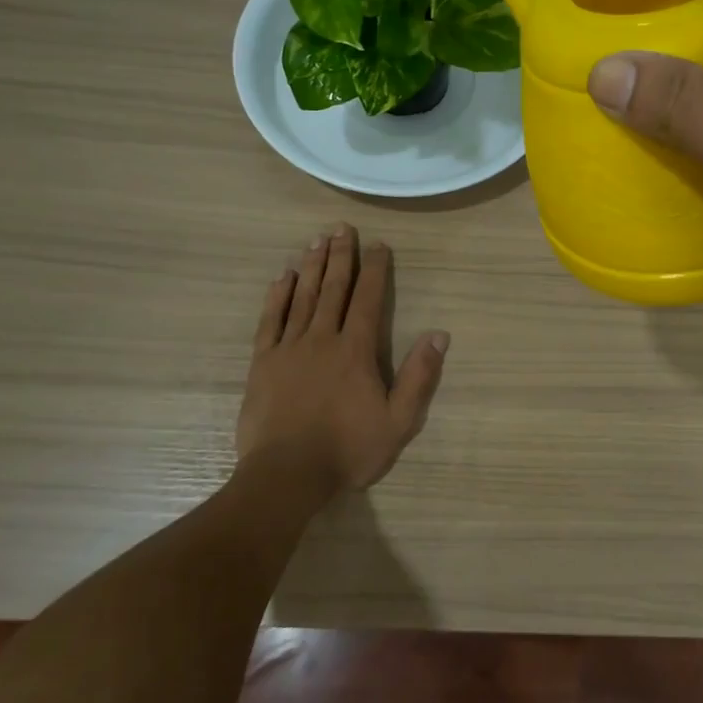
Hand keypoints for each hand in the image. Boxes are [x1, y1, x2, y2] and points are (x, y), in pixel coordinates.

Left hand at [237, 225, 449, 497]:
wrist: (287, 475)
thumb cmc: (348, 450)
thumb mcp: (399, 421)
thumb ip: (419, 376)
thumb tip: (439, 334)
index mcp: (356, 351)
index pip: (368, 299)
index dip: (375, 269)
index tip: (379, 244)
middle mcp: (322, 339)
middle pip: (334, 289)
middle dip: (340, 256)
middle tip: (341, 227)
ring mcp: (289, 349)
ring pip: (303, 297)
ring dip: (312, 267)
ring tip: (316, 240)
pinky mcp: (263, 363)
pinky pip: (270, 320)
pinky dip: (278, 296)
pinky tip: (283, 277)